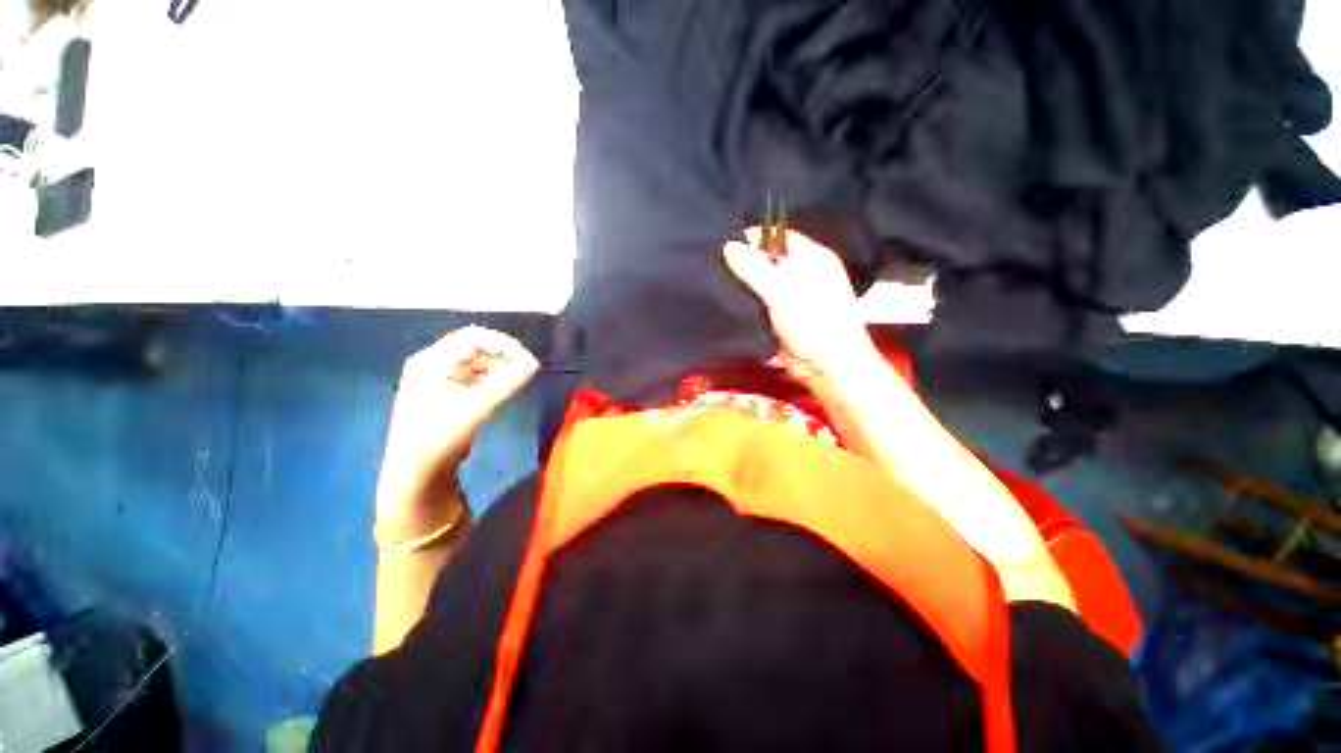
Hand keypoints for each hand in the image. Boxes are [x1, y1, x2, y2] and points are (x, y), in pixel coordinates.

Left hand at [375, 326, 539, 534]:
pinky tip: (502, 391)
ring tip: (516, 384)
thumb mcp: (477, 409)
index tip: (527, 361)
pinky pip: (475, 377)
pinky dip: (492, 380)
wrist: (417, 476)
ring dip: (500, 368)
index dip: (504, 344)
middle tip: (525, 374)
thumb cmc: (440, 439)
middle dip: (503, 357)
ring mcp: (438, 378)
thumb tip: (534, 363)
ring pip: (478, 362)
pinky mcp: (447, 393)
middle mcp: (433, 364)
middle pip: (476, 347)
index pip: (473, 337)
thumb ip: (508, 383)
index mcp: (431, 361)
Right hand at [724, 227, 877, 386]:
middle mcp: (803, 272)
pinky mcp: (781, 314)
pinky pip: (760, 299)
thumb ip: (756, 270)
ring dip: (744, 281)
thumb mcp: (783, 294)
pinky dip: (746, 299)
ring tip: (716, 279)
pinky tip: (727, 298)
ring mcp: (792, 294)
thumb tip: (729, 245)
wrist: (827, 369)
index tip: (725, 245)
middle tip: (715, 263)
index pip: (779, 236)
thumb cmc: (814, 326)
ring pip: (762, 279)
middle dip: (745, 260)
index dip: (753, 238)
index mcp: (812, 258)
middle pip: (768, 257)